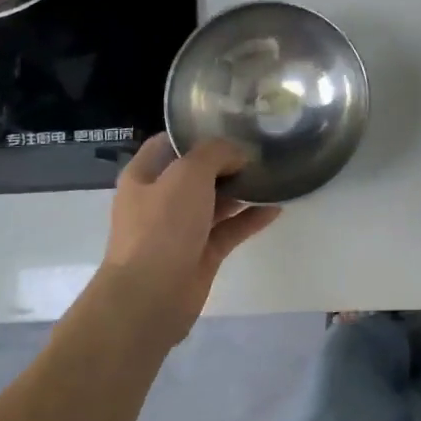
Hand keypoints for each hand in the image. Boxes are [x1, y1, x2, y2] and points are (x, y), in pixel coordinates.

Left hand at [97, 135, 280, 347]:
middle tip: (261, 149)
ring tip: (273, 175)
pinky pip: (229, 229)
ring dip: (241, 190)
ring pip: (215, 202)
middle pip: (196, 173)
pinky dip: (250, 219)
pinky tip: (276, 208)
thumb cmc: (162, 227)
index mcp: (144, 175)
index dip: (197, 133)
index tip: (231, 125)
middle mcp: (160, 199)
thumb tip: (237, 154)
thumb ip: (214, 154)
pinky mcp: (201, 254)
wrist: (151, 296)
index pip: (169, 143)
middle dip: (226, 162)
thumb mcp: (187, 175)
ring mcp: (181, 229)